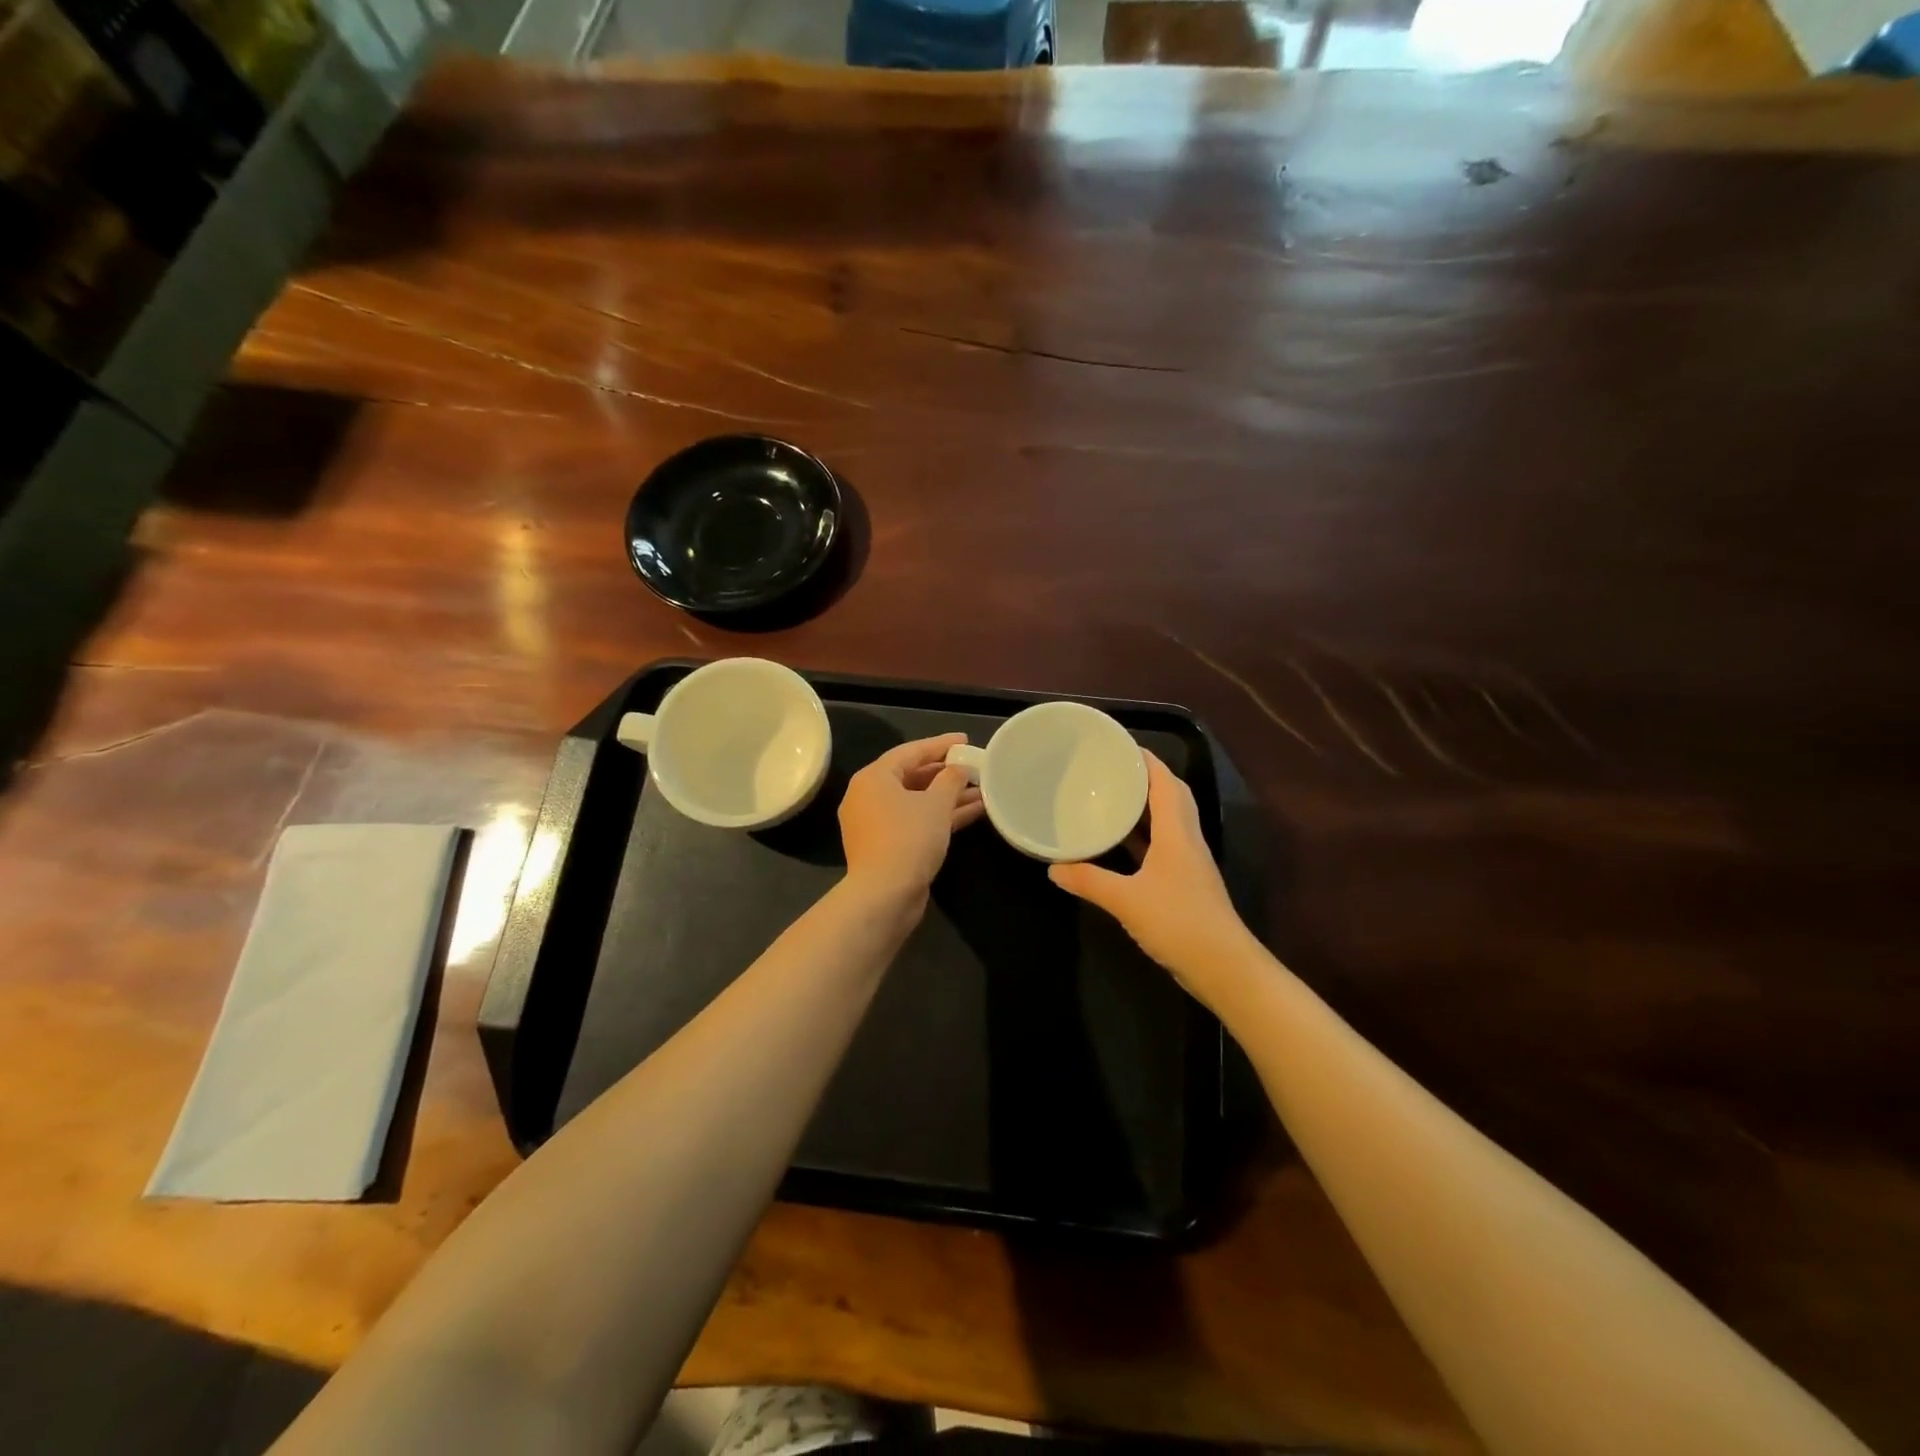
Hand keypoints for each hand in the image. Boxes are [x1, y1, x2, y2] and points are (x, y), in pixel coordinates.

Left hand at [839, 733, 984, 901]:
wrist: (885, 895)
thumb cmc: (909, 838)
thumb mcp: (936, 803)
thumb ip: (951, 779)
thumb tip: (959, 768)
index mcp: (873, 777)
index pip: (910, 751)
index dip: (940, 745)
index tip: (965, 740)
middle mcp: (869, 796)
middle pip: (912, 776)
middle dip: (946, 773)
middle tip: (974, 766)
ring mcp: (876, 823)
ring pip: (917, 801)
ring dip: (949, 796)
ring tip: (983, 790)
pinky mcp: (887, 846)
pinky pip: (916, 821)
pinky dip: (941, 815)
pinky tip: (974, 812)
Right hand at [1049, 753, 1255, 996]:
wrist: (1223, 966)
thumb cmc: (1178, 922)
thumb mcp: (1126, 900)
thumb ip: (1089, 881)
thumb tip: (1053, 868)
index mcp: (1177, 833)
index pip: (1166, 783)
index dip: (1147, 761)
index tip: (1121, 747)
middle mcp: (1187, 840)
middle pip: (1172, 797)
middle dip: (1146, 779)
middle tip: (1112, 770)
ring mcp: (1189, 863)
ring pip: (1169, 822)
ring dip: (1145, 808)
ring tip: (1112, 799)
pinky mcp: (1186, 884)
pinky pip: (1163, 846)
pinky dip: (1143, 838)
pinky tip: (1121, 846)